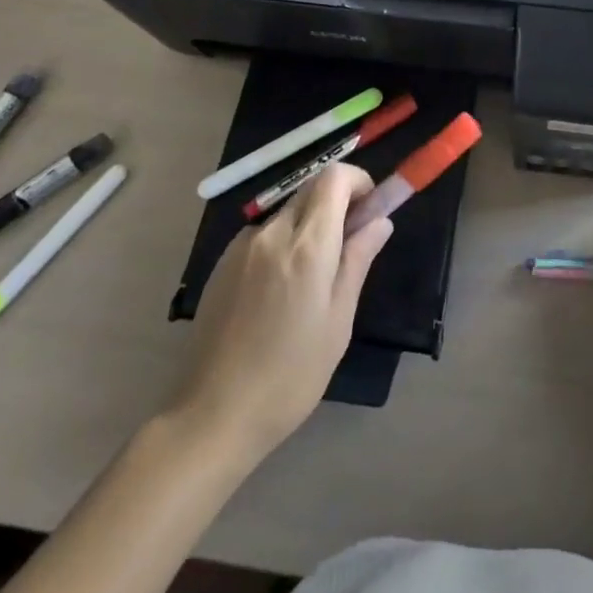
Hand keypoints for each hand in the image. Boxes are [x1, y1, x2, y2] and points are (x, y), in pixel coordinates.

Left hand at [180, 163, 392, 456]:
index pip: (334, 177)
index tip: (369, 209)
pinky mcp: (222, 262)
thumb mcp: (338, 321)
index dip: (357, 181)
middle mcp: (272, 232)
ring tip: (314, 277)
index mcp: (307, 244)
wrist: (213, 415)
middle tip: (350, 241)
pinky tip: (280, 290)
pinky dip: (283, 241)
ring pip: (287, 210)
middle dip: (336, 201)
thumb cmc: (290, 374)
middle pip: (310, 188)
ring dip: (309, 223)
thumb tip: (380, 221)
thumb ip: (358, 260)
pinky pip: (264, 233)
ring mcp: (242, 245)